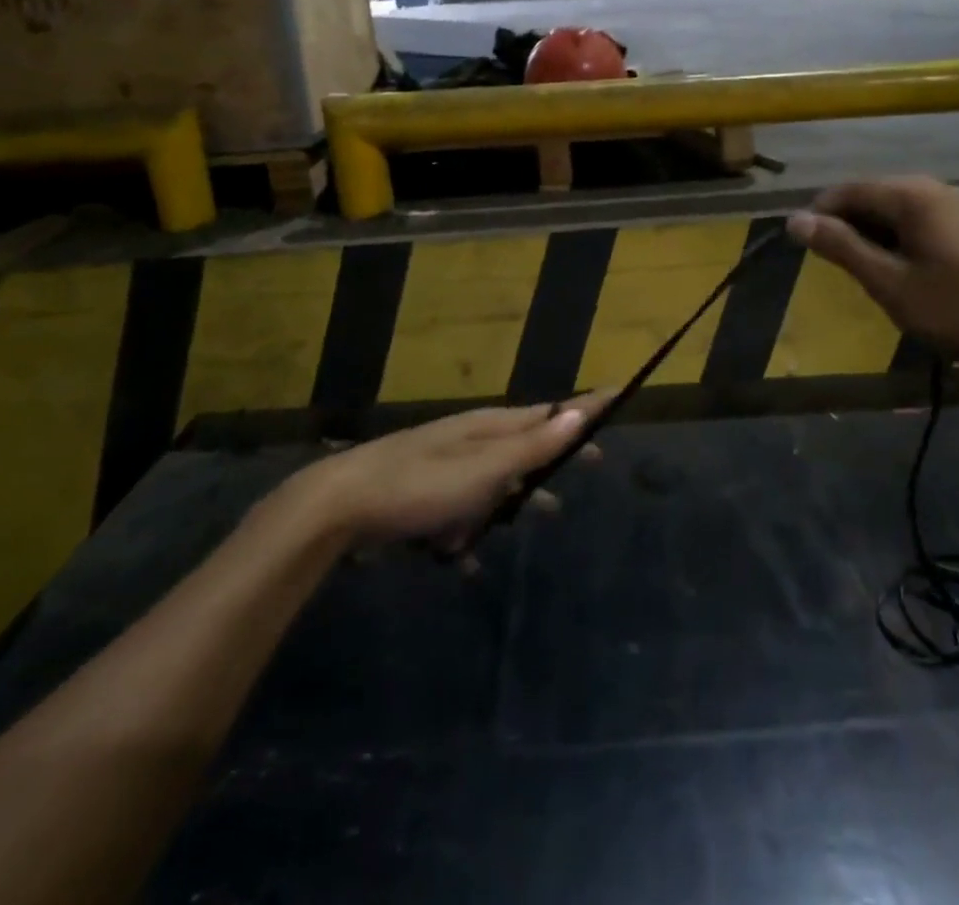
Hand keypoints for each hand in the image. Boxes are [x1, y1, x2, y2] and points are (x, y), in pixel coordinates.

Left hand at [284, 396, 606, 549]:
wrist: (341, 505)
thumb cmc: (422, 484)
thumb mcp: (485, 467)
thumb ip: (533, 445)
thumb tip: (579, 413)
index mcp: (490, 427)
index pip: (549, 412)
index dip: (584, 409)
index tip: (617, 397)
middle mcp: (472, 440)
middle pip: (527, 444)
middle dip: (558, 455)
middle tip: (594, 463)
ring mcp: (446, 466)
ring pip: (496, 480)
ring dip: (517, 498)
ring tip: (547, 511)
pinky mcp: (423, 495)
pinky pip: (461, 511)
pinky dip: (469, 531)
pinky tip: (464, 562)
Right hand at [786, 177, 958, 373]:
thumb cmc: (954, 311)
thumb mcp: (888, 282)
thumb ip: (840, 246)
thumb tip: (795, 219)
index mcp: (914, 195)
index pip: (849, 190)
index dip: (819, 214)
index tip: (799, 246)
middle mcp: (935, 189)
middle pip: (873, 195)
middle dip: (845, 225)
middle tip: (831, 266)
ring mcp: (957, 206)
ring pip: (895, 209)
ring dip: (870, 234)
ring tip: (861, 272)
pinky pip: (918, 220)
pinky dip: (896, 239)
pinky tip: (896, 270)